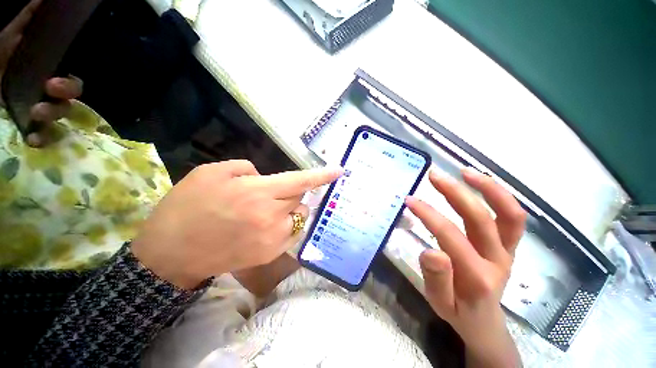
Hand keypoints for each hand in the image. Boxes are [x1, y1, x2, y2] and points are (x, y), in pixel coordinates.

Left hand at [0, 0, 82, 146]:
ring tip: (35, 114)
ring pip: (60, 117)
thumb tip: (42, 1)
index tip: (54, 83)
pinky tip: (33, 138)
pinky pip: (47, 137)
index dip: (70, 85)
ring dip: (52, 115)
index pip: (69, 81)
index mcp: (41, 74)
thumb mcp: (5, 39)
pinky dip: (43, 138)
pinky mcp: (31, 129)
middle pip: (70, 99)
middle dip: (65, 96)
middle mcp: (44, 94)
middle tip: (51, 91)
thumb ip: (24, 22)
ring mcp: (38, 113)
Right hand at [131, 160, 342, 289]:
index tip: (340, 171)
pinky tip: (267, 224)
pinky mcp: (270, 254)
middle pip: (300, 198)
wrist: (171, 252)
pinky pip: (292, 233)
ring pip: (299, 216)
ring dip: (290, 209)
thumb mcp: (213, 173)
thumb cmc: (187, 206)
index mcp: (258, 192)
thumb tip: (268, 178)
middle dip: (292, 192)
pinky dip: (287, 224)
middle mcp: (271, 216)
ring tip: (268, 210)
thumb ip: (248, 169)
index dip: (322, 176)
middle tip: (271, 193)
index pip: (300, 181)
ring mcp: (273, 238)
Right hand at [406, 168, 525, 367]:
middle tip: (435, 176)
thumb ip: (436, 279)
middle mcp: (498, 260)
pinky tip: (481, 183)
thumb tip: (432, 251)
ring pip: (509, 215)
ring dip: (488, 189)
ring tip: (464, 171)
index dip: (429, 215)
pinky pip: (513, 218)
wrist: (485, 323)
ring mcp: (509, 251)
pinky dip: (500, 197)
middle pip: (481, 220)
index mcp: (476, 277)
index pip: (450, 236)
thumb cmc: (458, 311)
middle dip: (456, 193)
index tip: (409, 200)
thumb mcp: (439, 302)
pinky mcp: (511, 246)